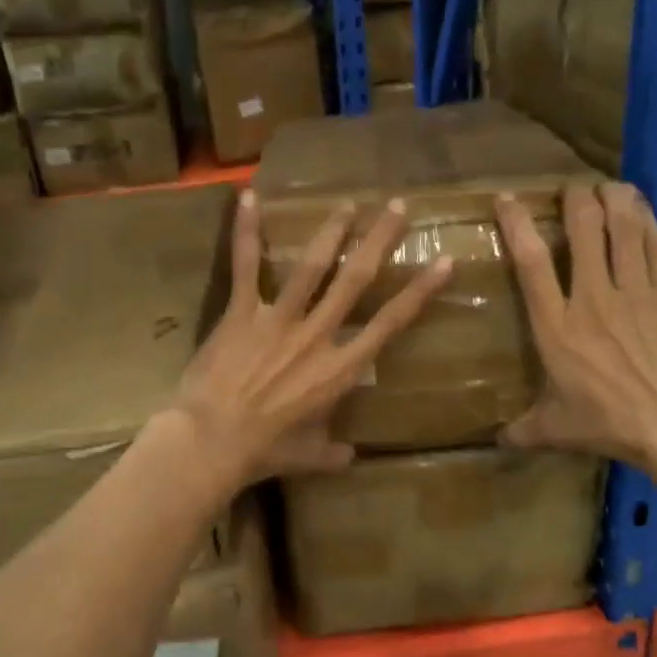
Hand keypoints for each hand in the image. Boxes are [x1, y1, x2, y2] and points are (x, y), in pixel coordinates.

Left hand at [170, 189, 451, 488]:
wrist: (212, 442)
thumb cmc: (264, 451)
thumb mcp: (308, 456)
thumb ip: (332, 453)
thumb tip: (350, 458)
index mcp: (340, 369)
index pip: (390, 324)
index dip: (420, 292)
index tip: (443, 262)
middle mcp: (317, 335)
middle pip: (356, 280)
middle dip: (379, 240)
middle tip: (396, 206)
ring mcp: (278, 320)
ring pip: (311, 267)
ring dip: (331, 231)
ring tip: (347, 203)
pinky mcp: (240, 313)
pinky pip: (245, 266)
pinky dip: (245, 232)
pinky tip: (248, 197)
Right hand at [497, 181, 656, 490]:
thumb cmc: (612, 424)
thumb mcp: (558, 430)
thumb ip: (525, 429)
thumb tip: (497, 441)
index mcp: (557, 326)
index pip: (530, 262)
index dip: (517, 224)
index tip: (508, 199)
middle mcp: (592, 297)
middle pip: (582, 229)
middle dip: (575, 199)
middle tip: (573, 189)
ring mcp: (636, 290)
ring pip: (622, 227)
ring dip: (613, 199)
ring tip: (608, 186)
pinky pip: (656, 244)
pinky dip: (646, 220)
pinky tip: (641, 208)